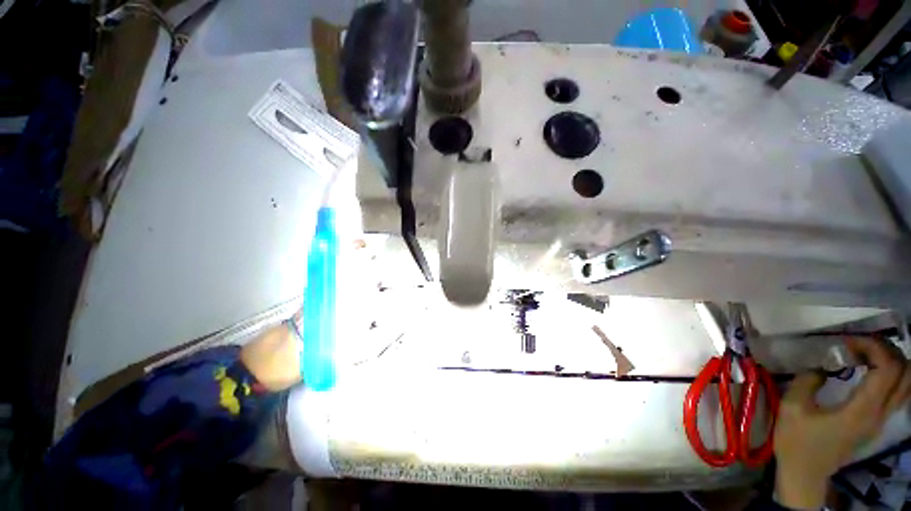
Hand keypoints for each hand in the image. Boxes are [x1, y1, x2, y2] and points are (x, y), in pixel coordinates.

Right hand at [774, 337, 910, 509]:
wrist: (805, 474)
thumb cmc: (797, 441)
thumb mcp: (793, 408)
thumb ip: (808, 381)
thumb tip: (821, 364)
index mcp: (862, 410)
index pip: (888, 369)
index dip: (873, 347)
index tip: (847, 341)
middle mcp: (880, 414)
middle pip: (904, 373)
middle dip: (886, 350)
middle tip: (858, 343)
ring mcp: (881, 420)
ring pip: (906, 383)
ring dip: (891, 361)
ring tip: (866, 353)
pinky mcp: (877, 423)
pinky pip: (898, 392)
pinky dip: (890, 374)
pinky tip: (869, 371)